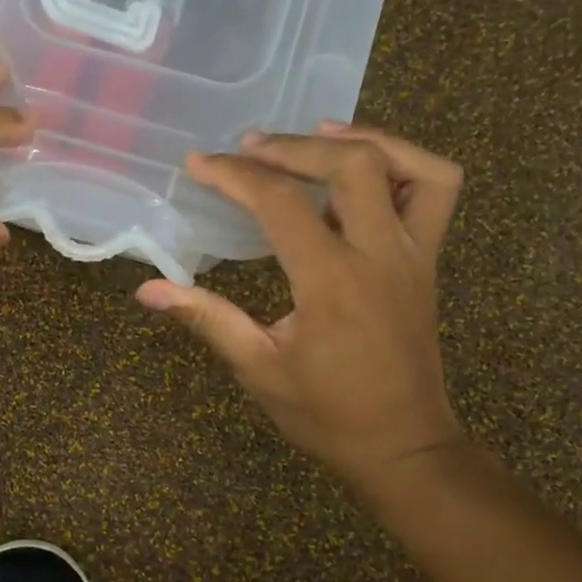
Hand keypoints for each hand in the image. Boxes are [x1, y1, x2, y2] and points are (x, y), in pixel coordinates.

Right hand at [136, 123, 465, 493]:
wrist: (403, 445)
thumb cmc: (326, 413)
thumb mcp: (258, 369)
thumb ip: (207, 318)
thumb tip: (147, 290)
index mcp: (331, 281)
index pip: (280, 203)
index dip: (234, 175)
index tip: (198, 164)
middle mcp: (380, 254)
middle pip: (349, 164)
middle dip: (292, 145)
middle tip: (248, 147)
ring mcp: (413, 254)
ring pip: (407, 165)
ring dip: (360, 139)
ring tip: (314, 135)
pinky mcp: (427, 261)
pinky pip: (433, 191)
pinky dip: (403, 162)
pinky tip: (365, 169)